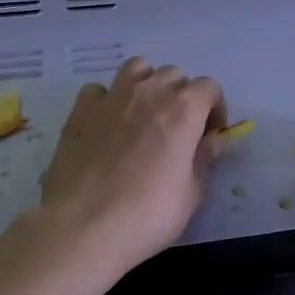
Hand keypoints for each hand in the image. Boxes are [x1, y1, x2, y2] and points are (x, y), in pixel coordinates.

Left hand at [36, 57, 224, 277]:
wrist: (84, 226)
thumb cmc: (149, 214)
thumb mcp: (192, 193)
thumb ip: (204, 158)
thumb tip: (212, 140)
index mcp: (184, 109)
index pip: (209, 87)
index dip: (215, 109)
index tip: (209, 136)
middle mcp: (150, 92)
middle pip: (174, 75)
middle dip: (182, 96)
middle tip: (178, 129)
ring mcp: (112, 97)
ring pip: (137, 68)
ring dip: (147, 84)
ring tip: (144, 115)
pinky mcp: (80, 111)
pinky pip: (99, 89)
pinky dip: (107, 99)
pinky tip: (107, 124)